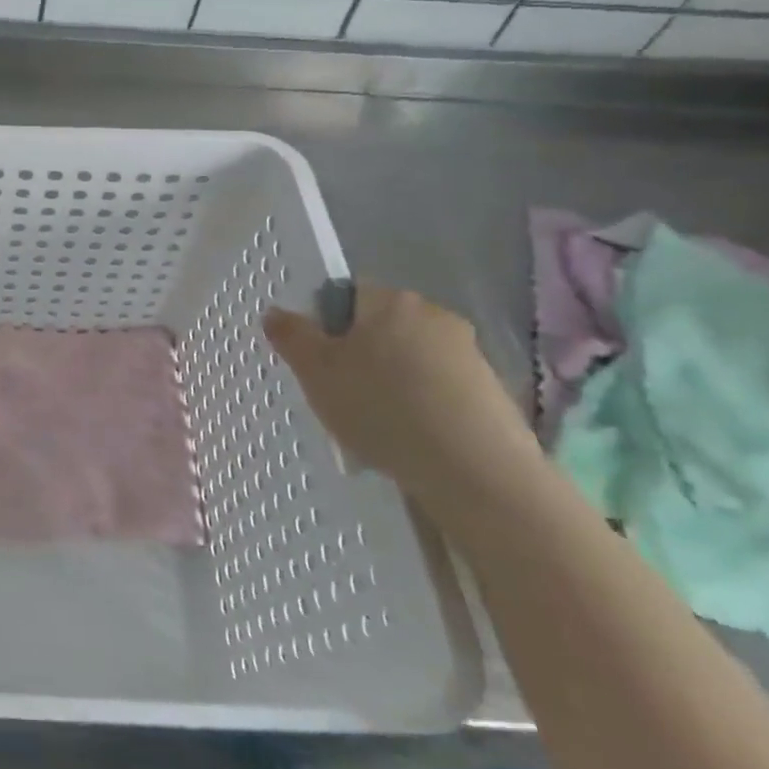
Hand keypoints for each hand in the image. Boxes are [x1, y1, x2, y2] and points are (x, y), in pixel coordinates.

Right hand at [263, 283, 542, 520]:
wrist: (477, 472)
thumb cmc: (382, 409)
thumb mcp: (316, 373)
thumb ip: (291, 336)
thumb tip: (276, 312)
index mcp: (390, 300)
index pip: (347, 296)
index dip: (326, 326)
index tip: (319, 363)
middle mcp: (434, 314)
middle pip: (381, 328)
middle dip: (360, 356)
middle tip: (341, 395)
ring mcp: (469, 353)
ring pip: (410, 360)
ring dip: (392, 383)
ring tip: (377, 426)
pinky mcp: (492, 391)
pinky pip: (439, 389)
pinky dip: (422, 407)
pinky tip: (412, 440)